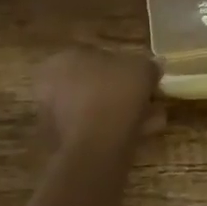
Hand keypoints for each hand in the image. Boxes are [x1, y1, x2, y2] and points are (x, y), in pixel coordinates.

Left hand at [34, 49, 163, 149]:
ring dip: (122, 114)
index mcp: (65, 59)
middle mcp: (52, 86)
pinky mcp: (62, 146)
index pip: (98, 57)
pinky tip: (140, 136)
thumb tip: (154, 67)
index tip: (143, 78)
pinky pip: (94, 132)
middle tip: (148, 100)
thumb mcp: (142, 70)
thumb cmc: (114, 95)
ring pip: (96, 111)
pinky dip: (115, 133)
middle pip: (96, 85)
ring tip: (151, 120)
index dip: (124, 67)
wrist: (95, 148)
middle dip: (123, 93)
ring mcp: (54, 118)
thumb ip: (148, 66)